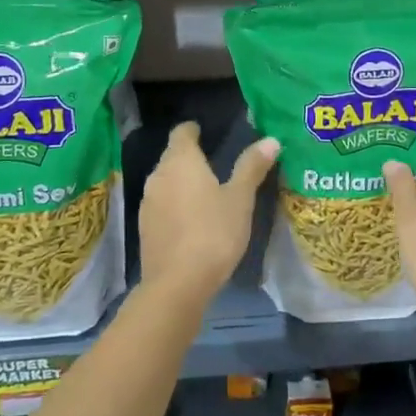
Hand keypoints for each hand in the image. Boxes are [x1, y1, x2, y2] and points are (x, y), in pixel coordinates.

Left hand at [137, 121, 278, 305]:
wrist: (177, 284)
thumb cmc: (213, 233)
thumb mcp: (240, 199)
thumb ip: (252, 167)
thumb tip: (270, 140)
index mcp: (181, 161)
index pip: (182, 132)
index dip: (193, 130)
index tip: (206, 132)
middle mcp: (158, 175)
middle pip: (172, 156)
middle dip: (190, 157)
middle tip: (215, 164)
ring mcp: (148, 202)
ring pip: (166, 182)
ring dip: (182, 183)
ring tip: (206, 193)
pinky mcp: (144, 228)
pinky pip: (162, 205)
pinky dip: (175, 205)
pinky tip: (192, 220)